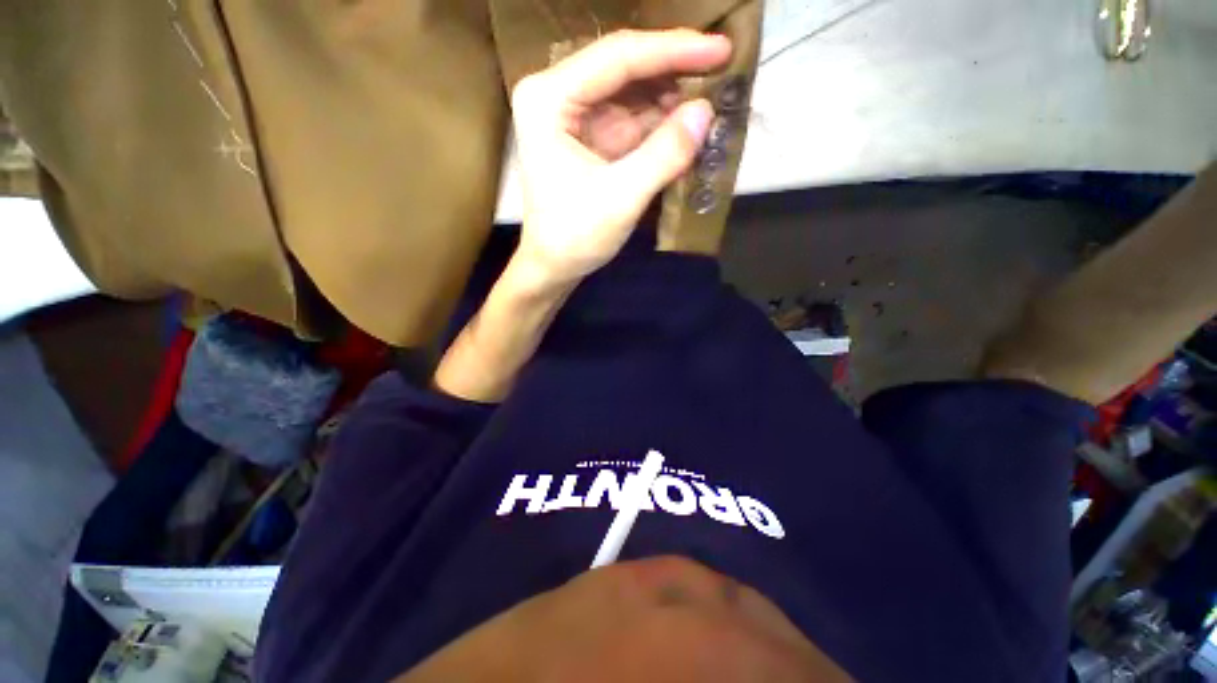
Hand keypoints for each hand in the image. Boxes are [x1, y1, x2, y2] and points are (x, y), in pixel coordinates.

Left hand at [510, 30, 731, 286]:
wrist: (554, 267)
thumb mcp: (620, 198)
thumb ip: (663, 155)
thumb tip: (706, 112)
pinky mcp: (591, 141)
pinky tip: (688, 128)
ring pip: (632, 95)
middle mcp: (558, 97)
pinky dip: (661, 126)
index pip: (618, 58)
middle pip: (625, 70)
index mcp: (550, 99)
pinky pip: (632, 122)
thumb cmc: (574, 237)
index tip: (721, 49)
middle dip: (674, 73)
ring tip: (713, 102)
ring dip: (672, 100)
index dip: (673, 50)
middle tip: (722, 74)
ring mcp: (575, 118)